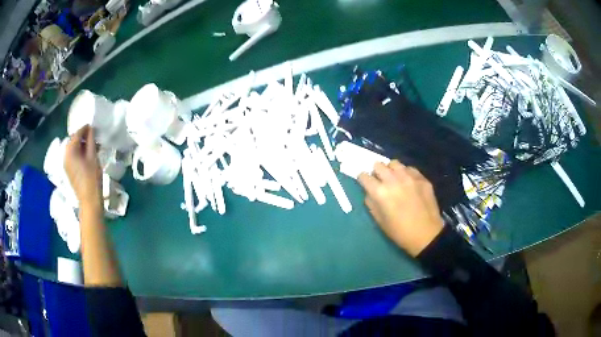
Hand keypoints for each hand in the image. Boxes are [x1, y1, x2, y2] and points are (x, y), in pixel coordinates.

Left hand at [64, 125, 101, 210]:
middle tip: (93, 137)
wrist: (89, 200)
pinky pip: (72, 156)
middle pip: (73, 140)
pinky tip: (86, 156)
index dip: (85, 128)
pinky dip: (78, 152)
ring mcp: (65, 163)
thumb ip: (91, 140)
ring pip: (73, 148)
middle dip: (82, 137)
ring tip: (91, 146)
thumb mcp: (93, 157)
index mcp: (70, 150)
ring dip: (81, 145)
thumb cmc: (92, 178)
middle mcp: (65, 155)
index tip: (93, 126)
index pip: (77, 133)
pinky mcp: (68, 170)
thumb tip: (90, 129)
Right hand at [358, 160, 443, 256]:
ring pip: (394, 163)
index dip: (363, 179)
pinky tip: (408, 183)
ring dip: (391, 170)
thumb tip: (370, 193)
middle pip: (378, 165)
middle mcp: (393, 180)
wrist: (427, 235)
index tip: (365, 183)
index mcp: (380, 192)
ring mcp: (409, 177)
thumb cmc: (400, 232)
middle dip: (376, 172)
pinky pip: (409, 169)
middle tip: (380, 181)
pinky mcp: (422, 178)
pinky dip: (406, 173)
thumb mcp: (379, 221)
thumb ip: (371, 203)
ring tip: (394, 179)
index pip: (364, 176)